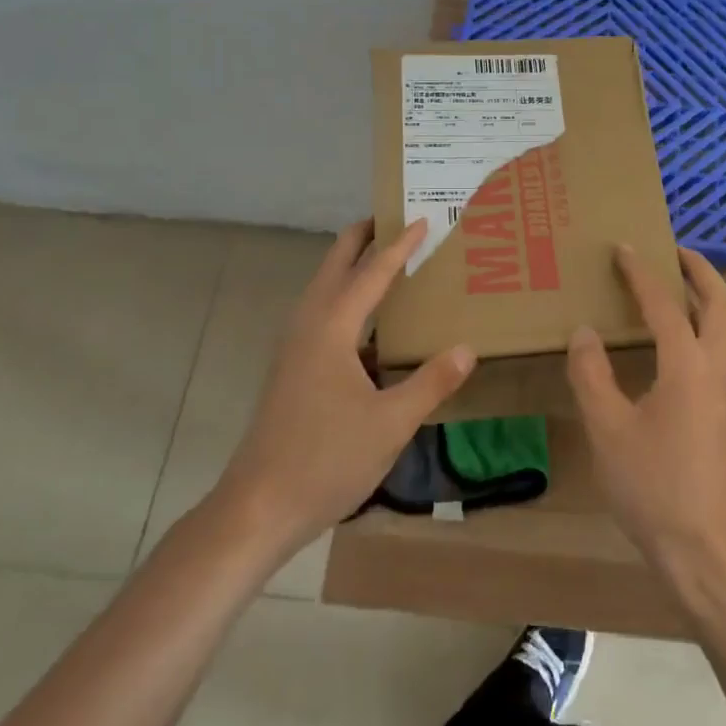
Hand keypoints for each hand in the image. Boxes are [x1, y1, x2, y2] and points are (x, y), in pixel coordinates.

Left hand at [213, 218, 475, 558]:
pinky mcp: (290, 369)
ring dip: (350, 267)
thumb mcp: (391, 423)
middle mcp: (307, 326)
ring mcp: (294, 348)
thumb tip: (466, 349)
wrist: (259, 506)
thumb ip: (431, 382)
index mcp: (331, 328)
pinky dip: (345, 301)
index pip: (371, 273)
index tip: (422, 220)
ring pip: (324, 290)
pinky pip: (321, 316)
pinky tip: (369, 326)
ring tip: (383, 261)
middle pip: (334, 265)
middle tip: (392, 219)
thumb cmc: (326, 459)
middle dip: (361, 238)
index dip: (399, 246)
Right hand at [566, 246, 725, 570]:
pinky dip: (699, 327)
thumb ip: (592, 374)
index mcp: (689, 365)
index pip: (665, 303)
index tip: (624, 247)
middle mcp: (717, 369)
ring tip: (669, 287)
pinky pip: (716, 351)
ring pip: (724, 328)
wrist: (708, 553)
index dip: (641, 272)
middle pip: (719, 303)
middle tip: (670, 250)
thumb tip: (585, 332)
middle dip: (698, 270)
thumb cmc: (654, 487)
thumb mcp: (607, 429)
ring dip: (702, 297)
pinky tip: (669, 343)